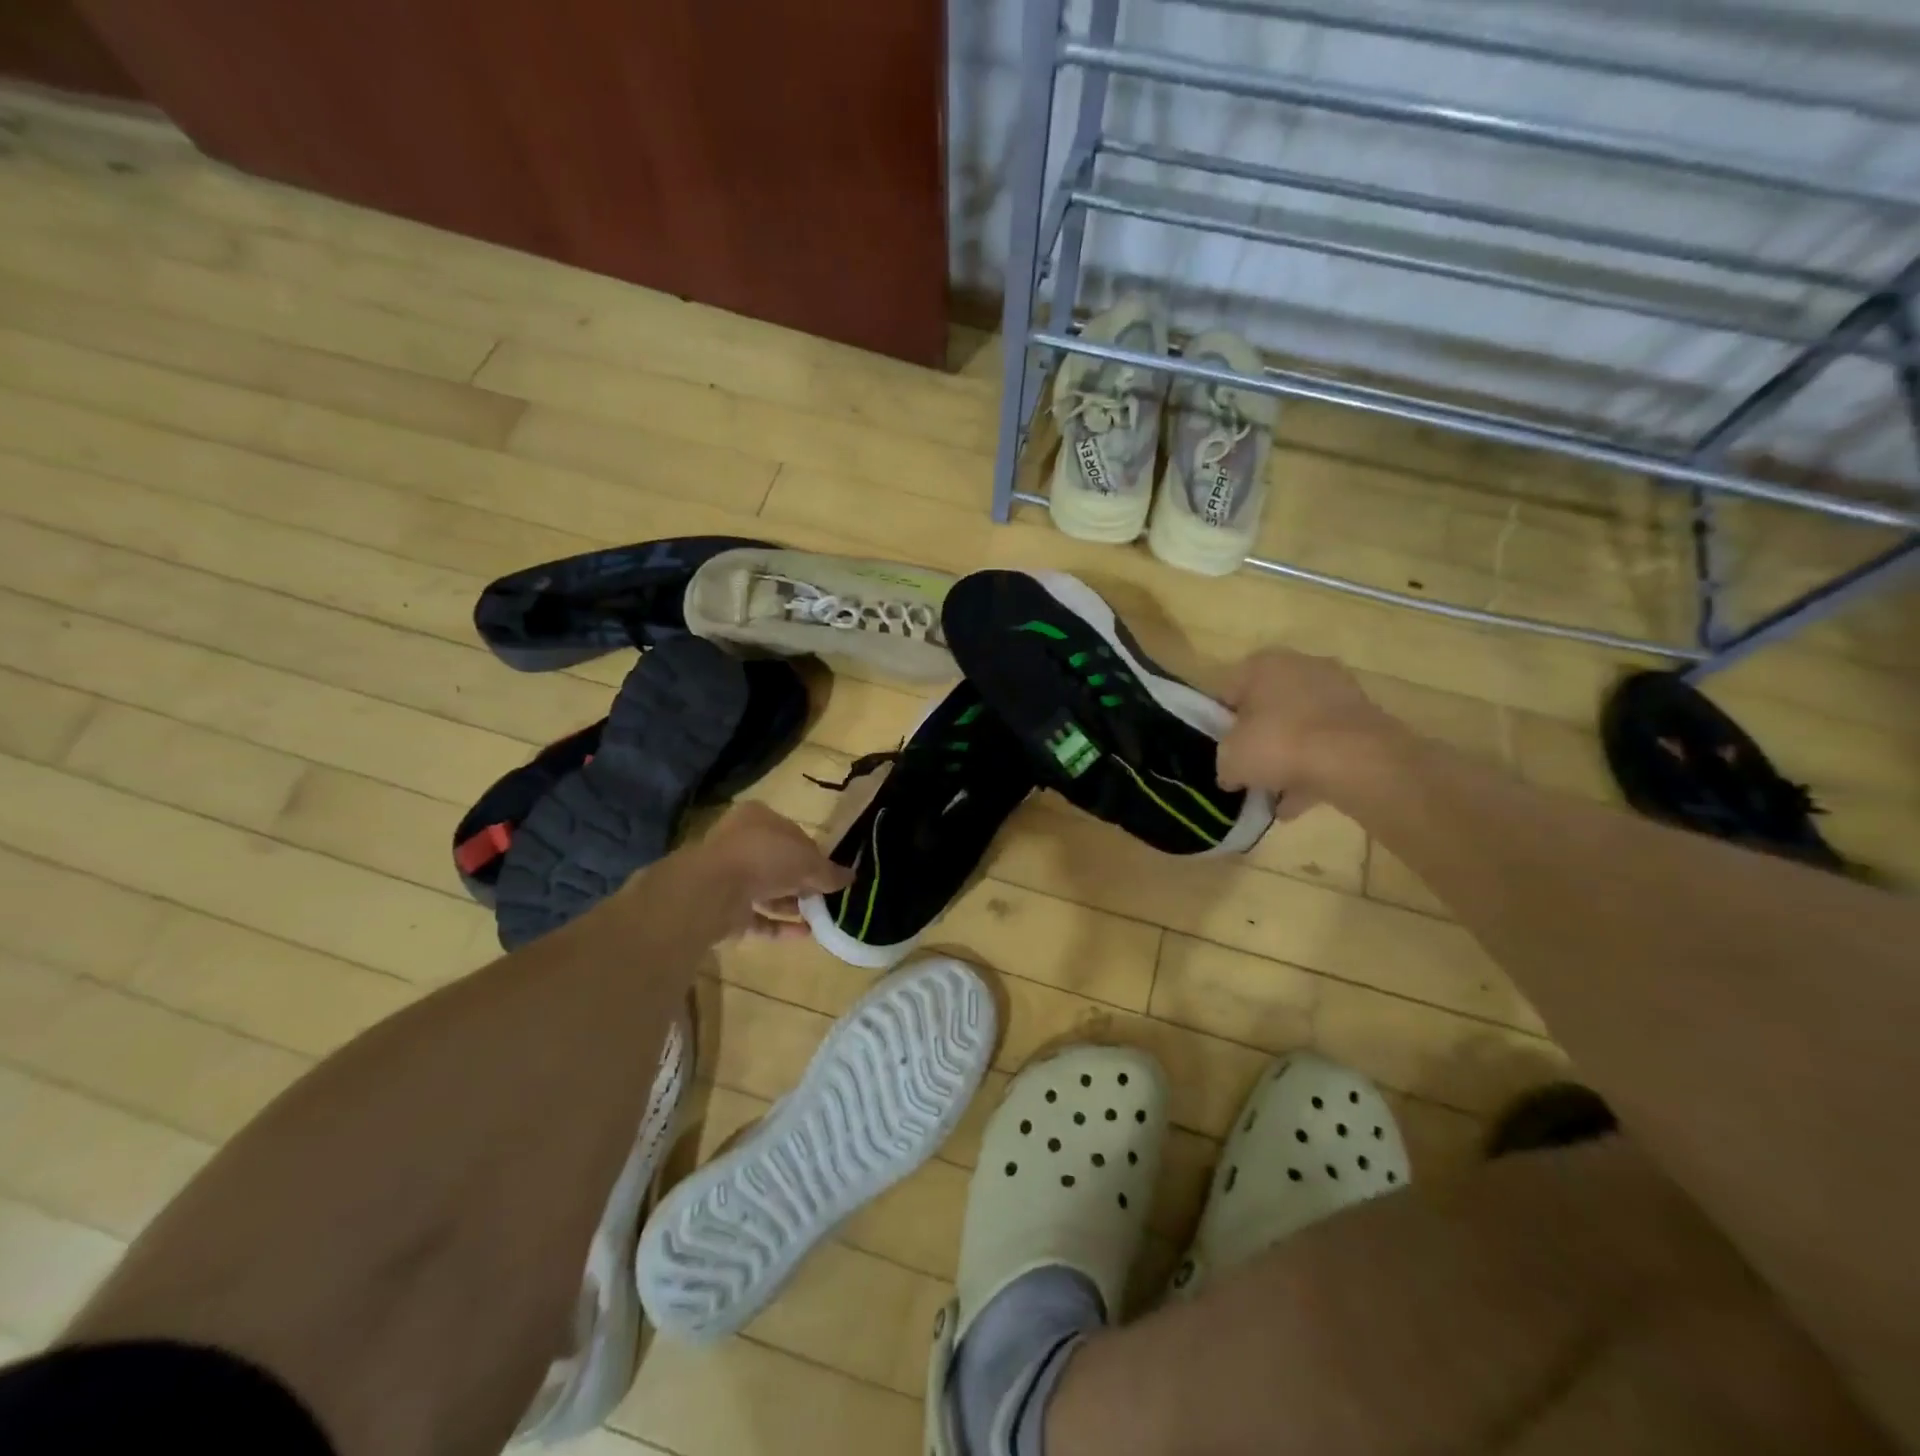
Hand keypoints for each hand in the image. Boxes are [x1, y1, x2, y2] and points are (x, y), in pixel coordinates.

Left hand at [689, 802, 852, 940]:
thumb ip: (829, 872)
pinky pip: (757, 915)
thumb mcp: (808, 861)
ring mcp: (729, 875)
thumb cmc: (765, 857)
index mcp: (759, 818)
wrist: (712, 890)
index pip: (793, 834)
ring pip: (767, 889)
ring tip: (819, 917)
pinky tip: (804, 934)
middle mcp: (741, 842)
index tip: (831, 873)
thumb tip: (851, 878)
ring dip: (792, 904)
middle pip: (780, 862)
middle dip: (803, 881)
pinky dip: (779, 924)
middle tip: (826, 897)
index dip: (815, 854)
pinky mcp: (723, 907)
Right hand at [1217, 649, 1401, 808]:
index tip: (1221, 750)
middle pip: (1268, 708)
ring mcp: (1338, 692)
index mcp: (1263, 665)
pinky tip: (1297, 804)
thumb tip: (1232, 773)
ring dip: (1287, 759)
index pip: (1229, 691)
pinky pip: (1327, 746)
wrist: (1357, 761)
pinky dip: (1313, 771)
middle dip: (1258, 740)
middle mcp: (1302, 667)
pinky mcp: (1364, 721)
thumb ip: (1224, 762)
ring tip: (1274, 796)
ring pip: (1300, 729)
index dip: (1221, 724)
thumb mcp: (1230, 758)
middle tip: (1248, 770)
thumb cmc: (1279, 744)